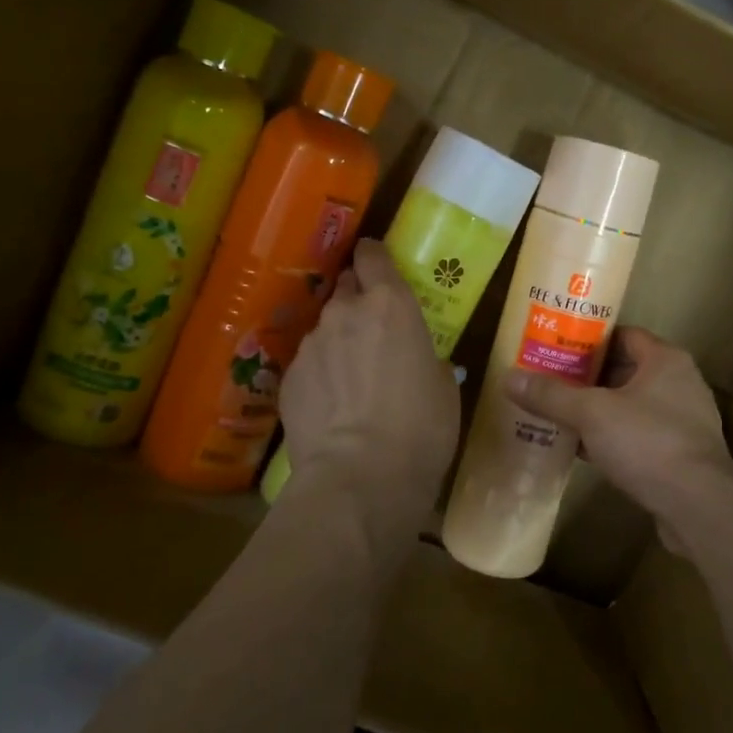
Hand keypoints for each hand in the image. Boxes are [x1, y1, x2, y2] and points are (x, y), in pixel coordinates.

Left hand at [281, 239, 459, 526]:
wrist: (359, 477)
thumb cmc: (420, 428)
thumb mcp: (444, 388)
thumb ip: (427, 359)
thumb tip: (420, 362)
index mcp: (391, 305)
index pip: (373, 256)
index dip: (374, 255)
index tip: (377, 263)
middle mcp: (345, 313)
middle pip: (345, 287)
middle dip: (358, 299)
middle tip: (374, 327)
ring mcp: (311, 344)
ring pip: (326, 328)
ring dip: (339, 340)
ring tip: (352, 378)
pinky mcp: (288, 379)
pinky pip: (309, 364)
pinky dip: (321, 375)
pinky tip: (332, 405)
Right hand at [502, 327, 732, 553]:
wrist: (699, 506)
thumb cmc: (648, 442)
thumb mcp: (591, 414)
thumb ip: (551, 395)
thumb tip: (508, 377)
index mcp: (665, 360)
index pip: (623, 335)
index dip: (589, 339)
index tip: (556, 346)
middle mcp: (680, 383)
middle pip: (625, 370)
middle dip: (588, 377)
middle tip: (549, 381)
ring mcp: (684, 421)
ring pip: (631, 406)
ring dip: (599, 411)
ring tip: (560, 414)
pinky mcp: (681, 455)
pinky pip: (639, 436)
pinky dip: (613, 438)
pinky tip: (583, 449)